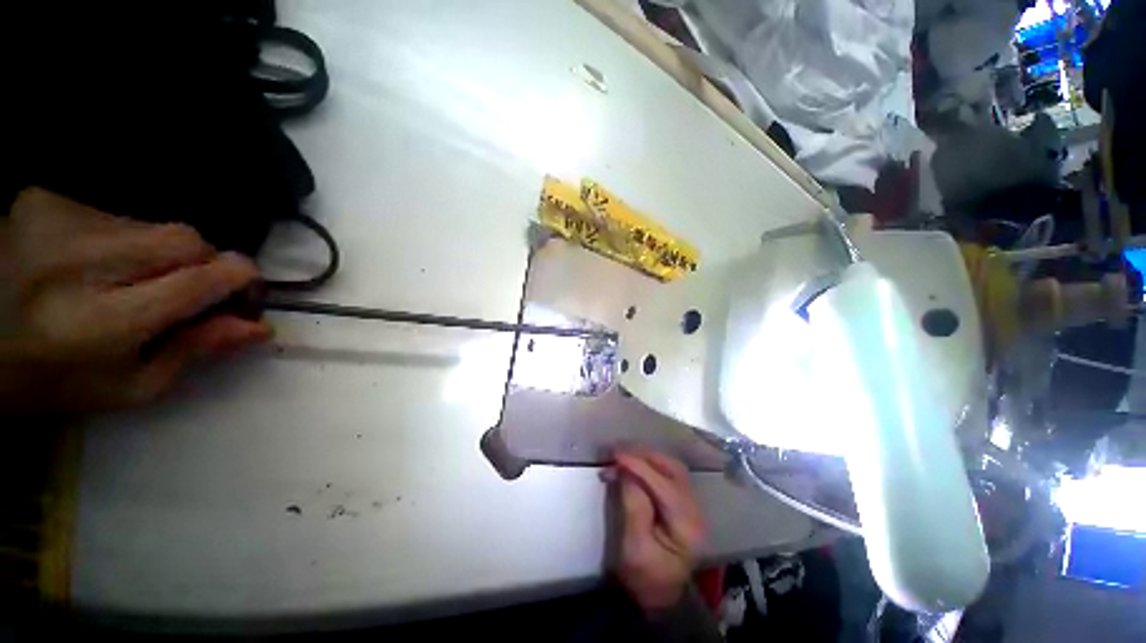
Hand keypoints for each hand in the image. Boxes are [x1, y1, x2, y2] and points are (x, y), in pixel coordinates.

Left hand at [0, 187, 270, 413]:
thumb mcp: (130, 385)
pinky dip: (123, 240)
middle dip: (203, 264)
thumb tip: (256, 326)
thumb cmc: (54, 379)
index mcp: (102, 323)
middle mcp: (82, 262)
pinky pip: (117, 215)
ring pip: (154, 225)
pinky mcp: (44, 200)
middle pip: (185, 240)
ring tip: (127, 281)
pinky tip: (93, 263)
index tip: (246, 294)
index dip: (239, 280)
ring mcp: (59, 221)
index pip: (199, 280)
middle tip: (187, 291)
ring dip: (161, 254)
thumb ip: (196, 351)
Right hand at [612, 449, 705, 615]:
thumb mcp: (634, 548)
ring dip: (646, 457)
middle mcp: (694, 510)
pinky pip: (666, 473)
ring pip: (671, 467)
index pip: (664, 485)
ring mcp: (690, 504)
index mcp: (687, 526)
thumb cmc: (644, 577)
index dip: (640, 466)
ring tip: (623, 456)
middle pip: (673, 470)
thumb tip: (626, 471)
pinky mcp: (680, 502)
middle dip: (644, 456)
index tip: (616, 455)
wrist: (657, 596)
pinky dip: (648, 465)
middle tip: (618, 452)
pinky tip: (633, 465)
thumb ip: (633, 507)